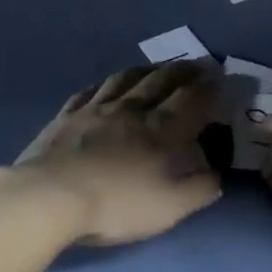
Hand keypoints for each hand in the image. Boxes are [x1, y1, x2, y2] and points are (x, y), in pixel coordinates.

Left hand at [0, 61, 222, 245]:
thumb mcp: (169, 208)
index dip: (210, 86)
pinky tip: (107, 84)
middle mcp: (131, 109)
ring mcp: (95, 108)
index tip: (221, 75)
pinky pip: (90, 90)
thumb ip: (199, 189)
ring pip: (126, 78)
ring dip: (147, 69)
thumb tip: (217, 174)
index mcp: (160, 129)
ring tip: (157, 67)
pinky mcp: (67, 115)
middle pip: (161, 80)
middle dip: (184, 70)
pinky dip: (106, 83)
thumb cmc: (116, 204)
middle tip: (198, 63)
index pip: (192, 99)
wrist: (50, 196)